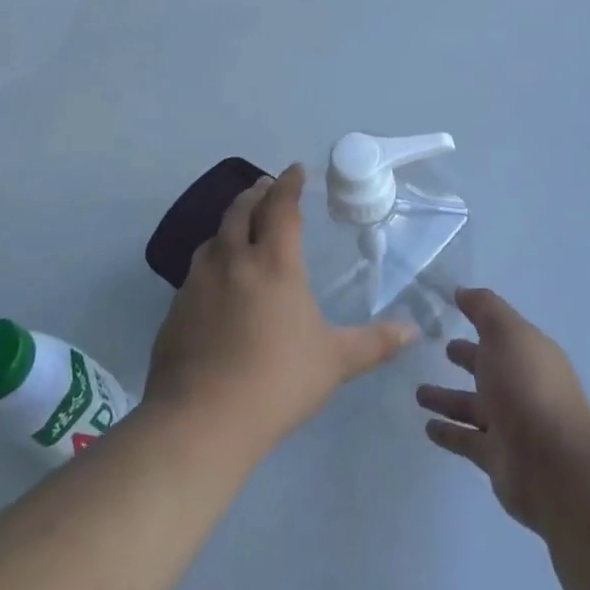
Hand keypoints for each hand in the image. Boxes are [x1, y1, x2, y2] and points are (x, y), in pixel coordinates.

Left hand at [146, 165, 416, 457]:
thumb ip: (375, 343)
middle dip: (257, 193)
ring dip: (230, 222)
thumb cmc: (277, 382)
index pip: (282, 207)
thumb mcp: (335, 362)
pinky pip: (197, 269)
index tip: (296, 170)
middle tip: (266, 187)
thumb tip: (414, 332)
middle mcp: (233, 260)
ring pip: (214, 237)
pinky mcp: (176, 308)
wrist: (201, 419)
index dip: (290, 184)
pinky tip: (216, 278)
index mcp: (274, 263)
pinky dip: (212, 258)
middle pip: (242, 210)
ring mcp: (198, 282)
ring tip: (240, 226)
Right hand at [418, 288, 589, 534]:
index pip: (501, 333)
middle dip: (467, 358)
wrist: (552, 465)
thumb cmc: (528, 387)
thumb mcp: (507, 334)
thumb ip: (484, 309)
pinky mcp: (498, 457)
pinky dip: (449, 433)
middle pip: (489, 369)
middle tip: (439, 350)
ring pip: (473, 406)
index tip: (452, 310)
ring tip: (418, 393)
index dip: (480, 321)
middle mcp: (522, 387)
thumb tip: (462, 291)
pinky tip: (427, 428)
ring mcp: (511, 425)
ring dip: (448, 399)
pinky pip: (467, 440)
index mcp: (529, 355)